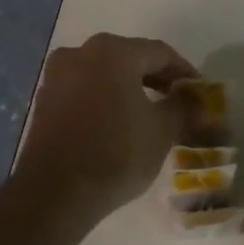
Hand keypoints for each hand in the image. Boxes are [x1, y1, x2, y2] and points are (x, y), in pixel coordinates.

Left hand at [13, 33, 200, 223]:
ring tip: (148, 112)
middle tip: (177, 99)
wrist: (54, 193)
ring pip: (104, 73)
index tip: (199, 91)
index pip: (160, 53)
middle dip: (155, 77)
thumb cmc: (116, 153)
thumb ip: (183, 107)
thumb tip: (196, 98)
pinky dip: (104, 99)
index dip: (184, 71)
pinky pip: (84, 90)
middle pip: (129, 58)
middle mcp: (81, 52)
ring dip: (128, 88)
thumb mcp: (162, 130)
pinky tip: (117, 123)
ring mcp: (57, 76)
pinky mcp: (44, 101)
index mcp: (113, 51)